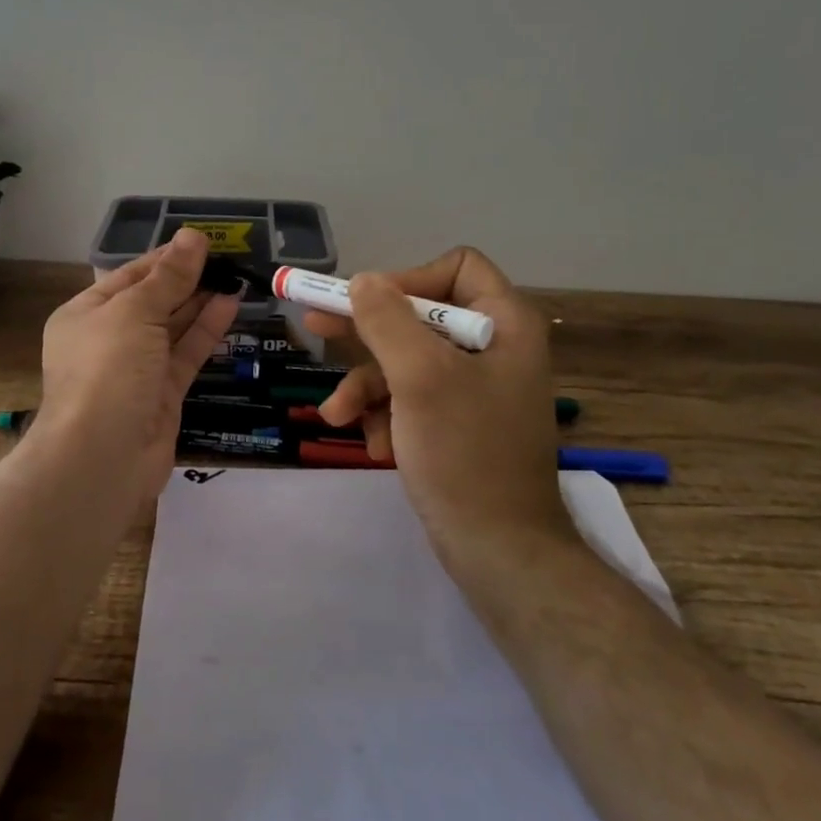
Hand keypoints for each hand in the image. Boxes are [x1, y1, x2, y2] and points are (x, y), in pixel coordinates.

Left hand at [38, 229, 239, 496]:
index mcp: (85, 314)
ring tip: (236, 275)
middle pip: (152, 301)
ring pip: (173, 328)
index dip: (166, 258)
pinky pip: (186, 354)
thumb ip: (168, 277)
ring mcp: (136, 369)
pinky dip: (207, 330)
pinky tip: (231, 305)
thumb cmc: (108, 370)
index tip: (202, 241)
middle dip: (187, 279)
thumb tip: (193, 236)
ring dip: (201, 302)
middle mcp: (108, 339)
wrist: (102, 457)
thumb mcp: (135, 312)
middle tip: (228, 257)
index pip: (130, 276)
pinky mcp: (162, 394)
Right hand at [312, 247, 571, 547]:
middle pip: (420, 316)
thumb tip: (363, 280)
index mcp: (505, 325)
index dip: (409, 279)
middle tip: (315, 328)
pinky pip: (413, 399)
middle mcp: (495, 348)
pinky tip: (374, 446)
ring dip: (367, 387)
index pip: (456, 268)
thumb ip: (387, 321)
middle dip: (368, 332)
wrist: (500, 551)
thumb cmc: (465, 453)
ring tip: (337, 417)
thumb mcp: (419, 378)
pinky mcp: (458, 423)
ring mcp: (476, 389)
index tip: (369, 305)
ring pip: (407, 361)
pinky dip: (387, 416)